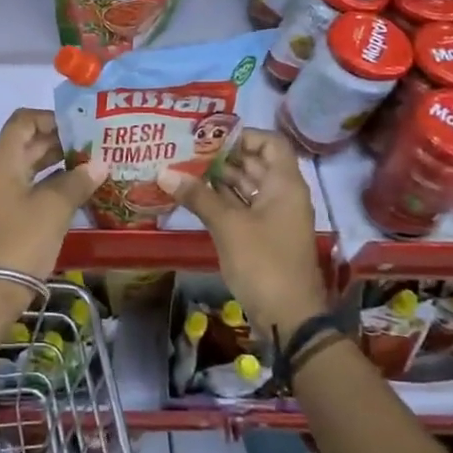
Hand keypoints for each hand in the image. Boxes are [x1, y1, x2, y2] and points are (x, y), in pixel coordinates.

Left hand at [0, 110, 106, 280]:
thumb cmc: (23, 239)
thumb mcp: (54, 207)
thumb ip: (77, 181)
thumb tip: (99, 164)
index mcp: (1, 160)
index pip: (23, 121)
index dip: (51, 118)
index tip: (80, 127)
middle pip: (26, 141)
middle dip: (59, 140)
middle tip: (93, 144)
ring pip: (28, 164)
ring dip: (56, 161)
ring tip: (90, 163)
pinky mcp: (3, 212)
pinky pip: (27, 184)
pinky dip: (49, 181)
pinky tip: (76, 188)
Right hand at [157, 128, 328, 336]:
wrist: (288, 317)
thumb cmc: (263, 263)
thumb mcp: (228, 226)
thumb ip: (198, 196)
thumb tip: (164, 172)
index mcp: (285, 184)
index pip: (270, 143)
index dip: (243, 135)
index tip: (210, 136)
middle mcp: (283, 195)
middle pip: (255, 163)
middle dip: (223, 156)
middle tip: (186, 150)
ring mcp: (274, 218)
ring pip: (247, 187)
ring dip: (219, 179)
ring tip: (183, 169)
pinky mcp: (263, 237)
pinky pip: (242, 208)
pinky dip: (222, 201)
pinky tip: (193, 197)